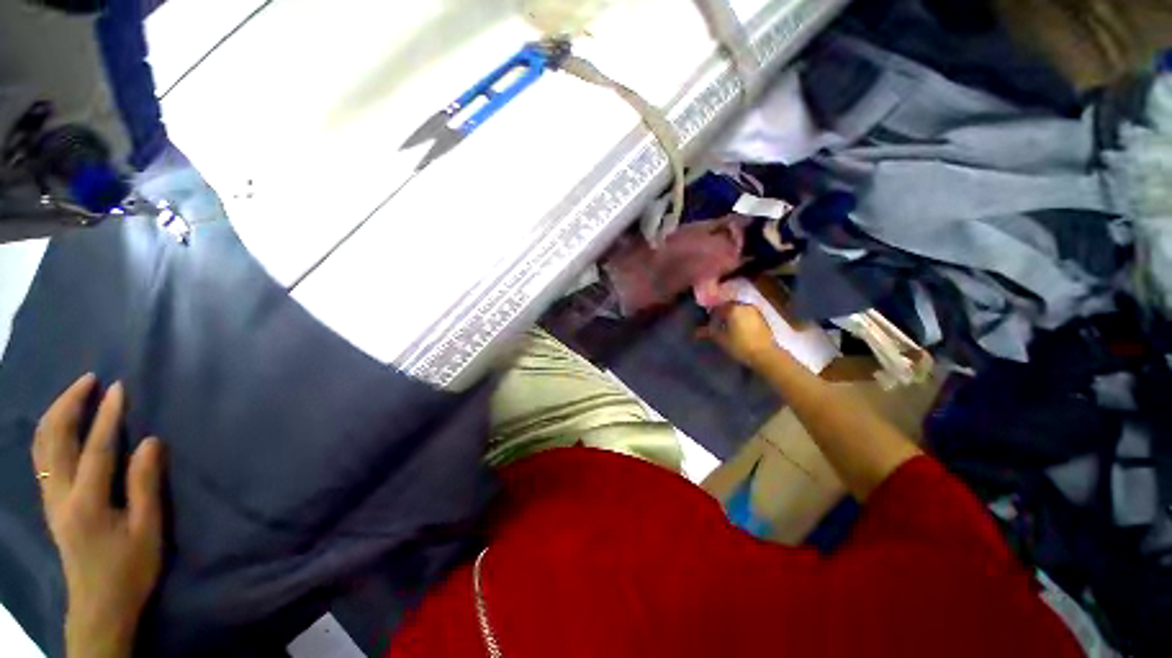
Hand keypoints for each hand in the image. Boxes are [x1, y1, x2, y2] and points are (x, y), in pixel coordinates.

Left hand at [32, 374, 165, 657]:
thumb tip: (151, 441)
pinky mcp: (50, 502)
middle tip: (89, 380)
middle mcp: (59, 494)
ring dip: (56, 414)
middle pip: (54, 439)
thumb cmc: (129, 568)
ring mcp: (50, 498)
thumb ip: (145, 485)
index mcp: (86, 502)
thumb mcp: (147, 530)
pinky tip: (62, 425)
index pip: (96, 448)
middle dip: (69, 404)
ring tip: (76, 394)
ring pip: (42, 445)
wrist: (98, 605)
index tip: (118, 387)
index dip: (107, 416)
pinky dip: (50, 432)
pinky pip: (42, 457)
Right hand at [698, 303, 779, 367]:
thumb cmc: (739, 345)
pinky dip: (741, 318)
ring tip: (727, 326)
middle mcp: (744, 305)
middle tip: (717, 322)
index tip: (707, 320)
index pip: (717, 306)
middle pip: (728, 306)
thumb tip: (697, 331)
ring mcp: (754, 310)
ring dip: (732, 315)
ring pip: (738, 310)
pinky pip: (747, 314)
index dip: (711, 312)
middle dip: (722, 313)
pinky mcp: (762, 317)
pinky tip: (738, 328)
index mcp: (732, 308)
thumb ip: (708, 331)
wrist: (765, 354)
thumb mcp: (721, 339)